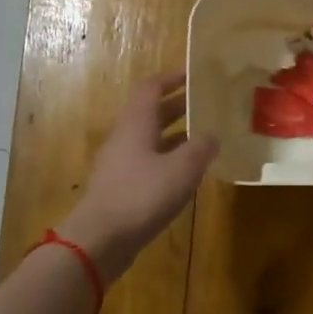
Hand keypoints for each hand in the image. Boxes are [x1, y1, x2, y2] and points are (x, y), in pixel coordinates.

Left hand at [58, 72, 217, 282]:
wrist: (100, 239)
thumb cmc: (141, 196)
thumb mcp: (182, 169)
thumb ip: (201, 148)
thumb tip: (211, 136)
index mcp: (136, 124)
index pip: (151, 88)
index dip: (172, 78)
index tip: (194, 74)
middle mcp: (125, 139)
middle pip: (151, 113)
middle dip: (178, 106)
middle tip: (207, 105)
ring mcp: (120, 165)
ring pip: (150, 140)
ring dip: (175, 135)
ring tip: (204, 138)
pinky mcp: (121, 188)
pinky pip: (148, 163)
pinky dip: (168, 160)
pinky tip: (186, 173)